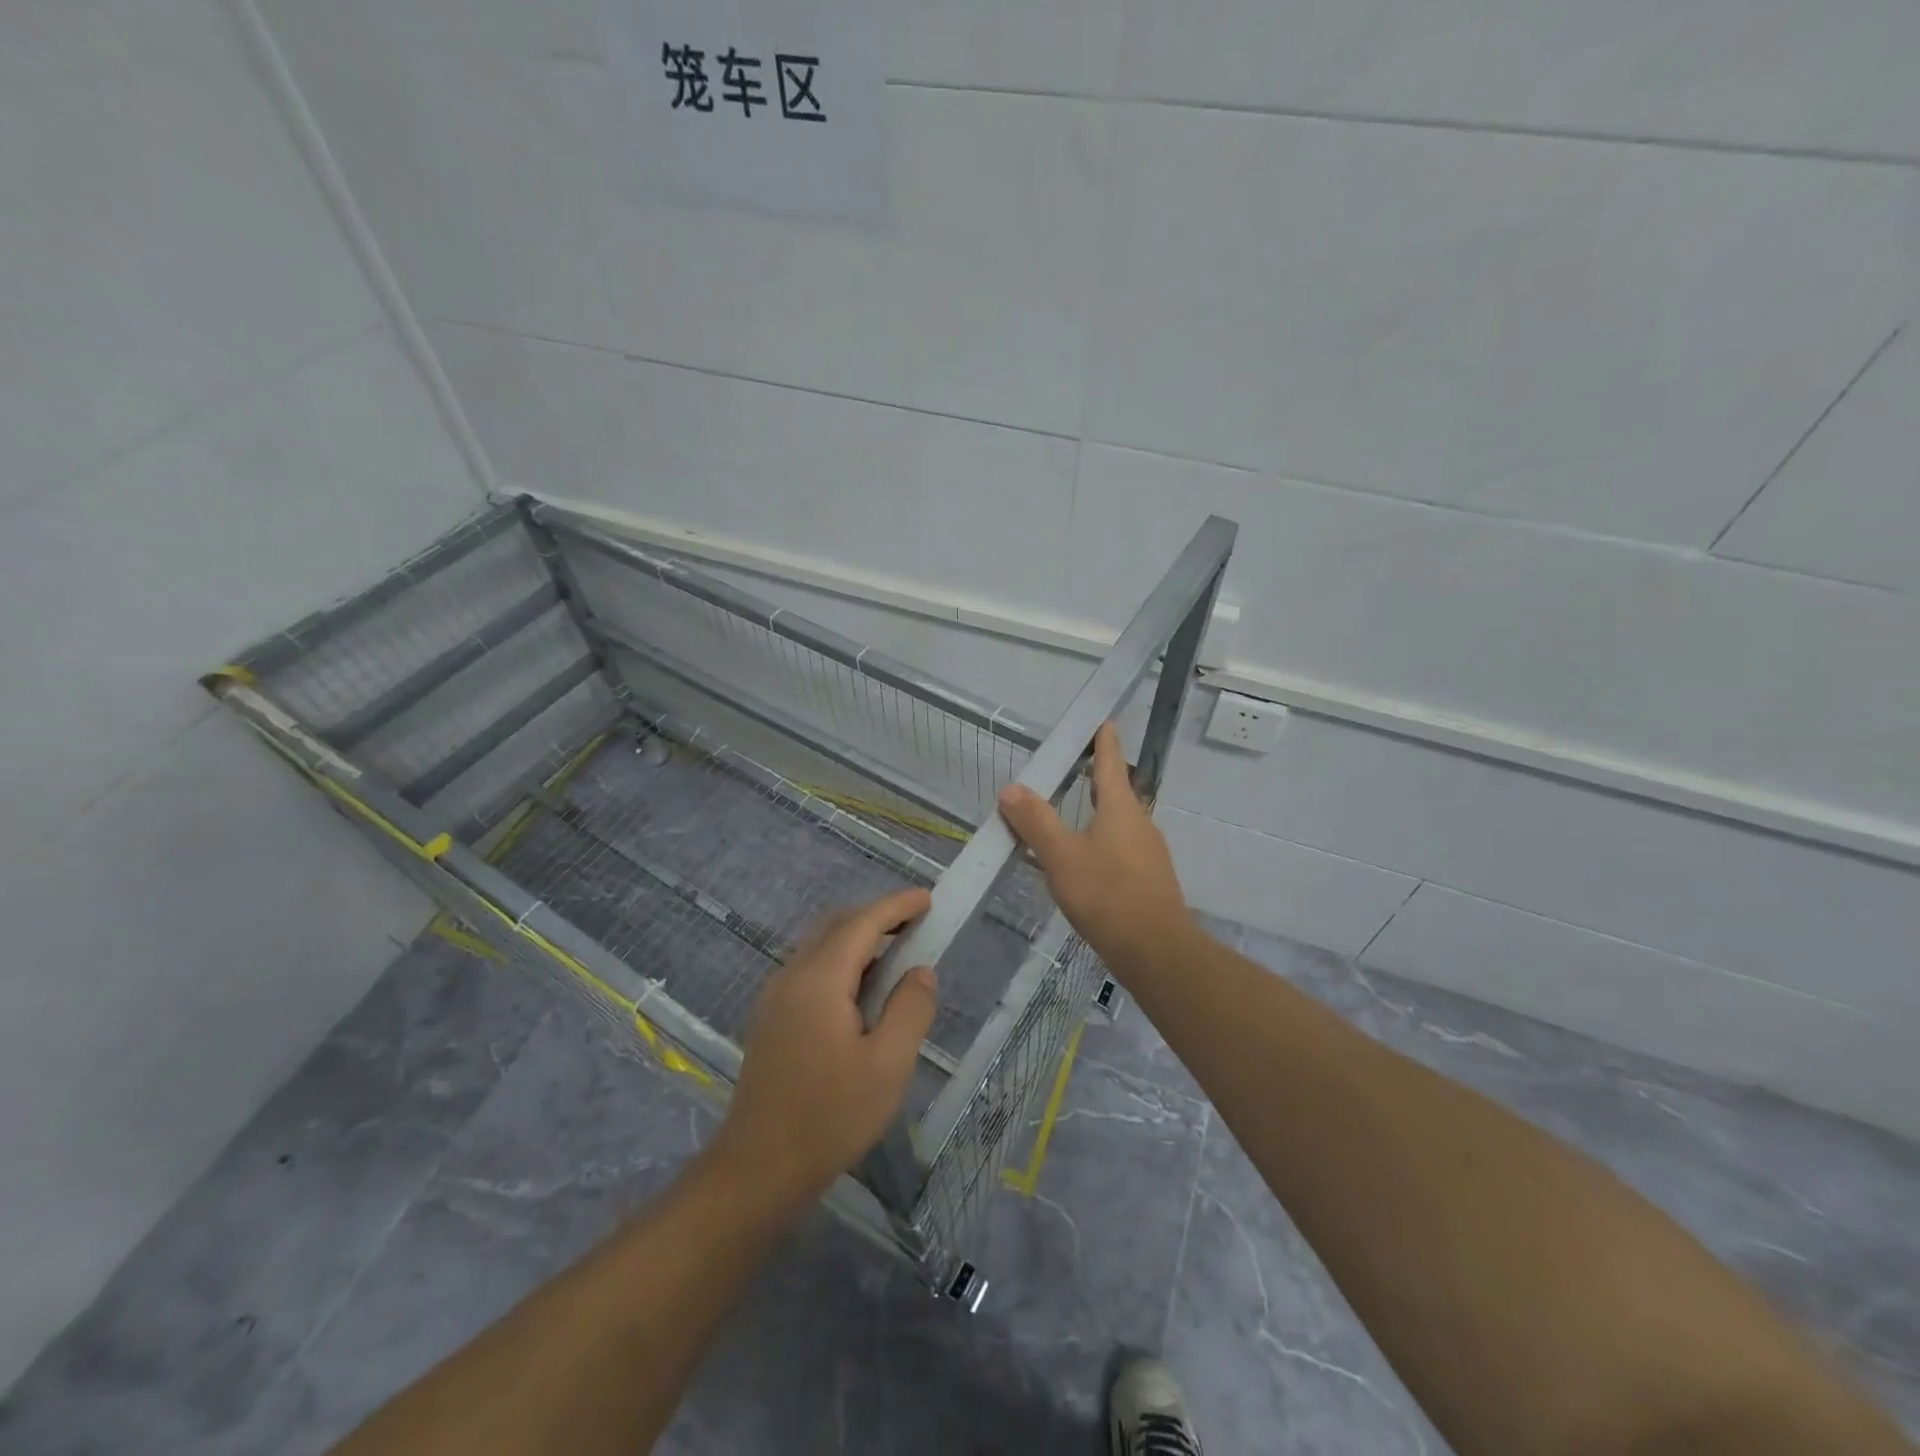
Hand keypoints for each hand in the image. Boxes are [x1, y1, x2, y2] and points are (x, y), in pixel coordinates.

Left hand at [703, 888, 937, 1217]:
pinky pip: (810, 968)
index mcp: (819, 981)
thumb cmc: (830, 1118)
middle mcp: (791, 976)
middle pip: (837, 926)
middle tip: (917, 924)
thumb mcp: (888, 1066)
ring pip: (821, 946)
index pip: (862, 923)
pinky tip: (862, 989)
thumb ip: (910, 1010)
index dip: (896, 906)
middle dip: (878, 916)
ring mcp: (775, 996)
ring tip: (896, 954)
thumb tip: (920, 972)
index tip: (928, 899)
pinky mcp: (770, 1017)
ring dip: (858, 939)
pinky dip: (841, 960)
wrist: (758, 1169)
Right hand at [998, 723, 1197, 978]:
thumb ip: (1035, 821)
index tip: (1103, 720)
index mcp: (1120, 808)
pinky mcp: (1149, 879)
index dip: (1104, 740)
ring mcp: (1149, 852)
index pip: (1110, 762)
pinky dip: (1101, 842)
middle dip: (1097, 777)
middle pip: (1116, 791)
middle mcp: (1140, 823)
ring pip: (1119, 822)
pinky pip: (1121, 848)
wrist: (1156, 951)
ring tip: (1070, 816)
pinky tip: (1084, 863)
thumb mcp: (1061, 855)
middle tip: (1075, 767)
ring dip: (1097, 813)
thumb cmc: (1106, 894)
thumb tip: (1011, 789)